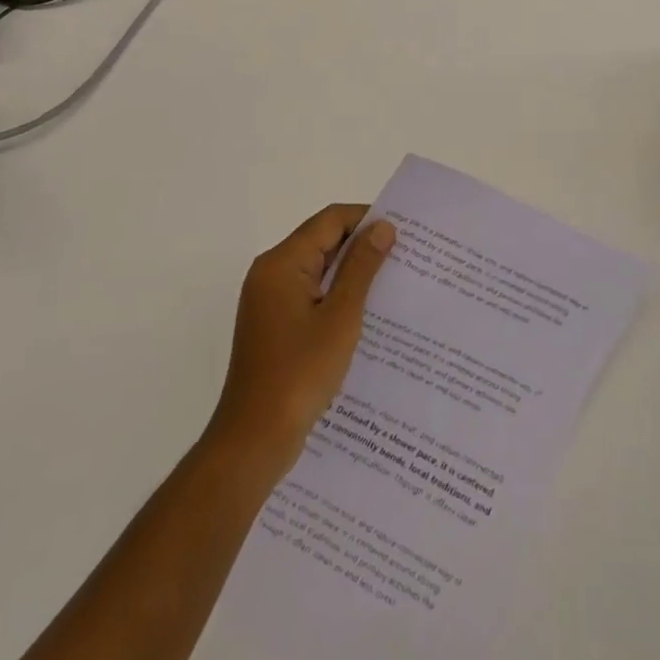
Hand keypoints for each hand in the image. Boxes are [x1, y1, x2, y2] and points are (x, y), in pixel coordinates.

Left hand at [206, 204, 396, 478]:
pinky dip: (337, 295)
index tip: (404, 231)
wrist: (253, 441)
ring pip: (318, 269)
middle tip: (405, 256)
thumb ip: (362, 267)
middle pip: (322, 241)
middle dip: (362, 245)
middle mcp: (271, 273)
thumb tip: (383, 227)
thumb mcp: (340, 317)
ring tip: (393, 282)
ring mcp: (269, 300)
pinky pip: (311, 294)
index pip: (330, 220)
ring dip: (352, 272)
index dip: (367, 218)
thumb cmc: (299, 374)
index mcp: (282, 263)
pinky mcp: (274, 324)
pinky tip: (367, 313)